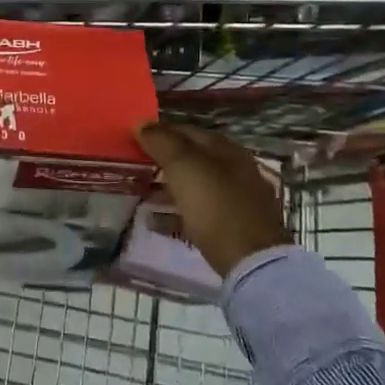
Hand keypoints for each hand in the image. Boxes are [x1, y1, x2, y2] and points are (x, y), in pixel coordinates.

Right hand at [135, 122, 290, 278]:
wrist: (251, 262)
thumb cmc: (215, 206)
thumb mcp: (184, 167)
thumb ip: (162, 142)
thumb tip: (141, 122)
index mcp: (227, 150)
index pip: (187, 131)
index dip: (160, 132)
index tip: (133, 139)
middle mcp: (235, 170)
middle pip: (192, 159)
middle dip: (162, 161)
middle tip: (134, 166)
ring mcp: (237, 201)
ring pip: (195, 187)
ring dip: (167, 187)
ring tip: (140, 193)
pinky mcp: (233, 228)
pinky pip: (197, 213)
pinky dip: (175, 214)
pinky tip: (154, 222)